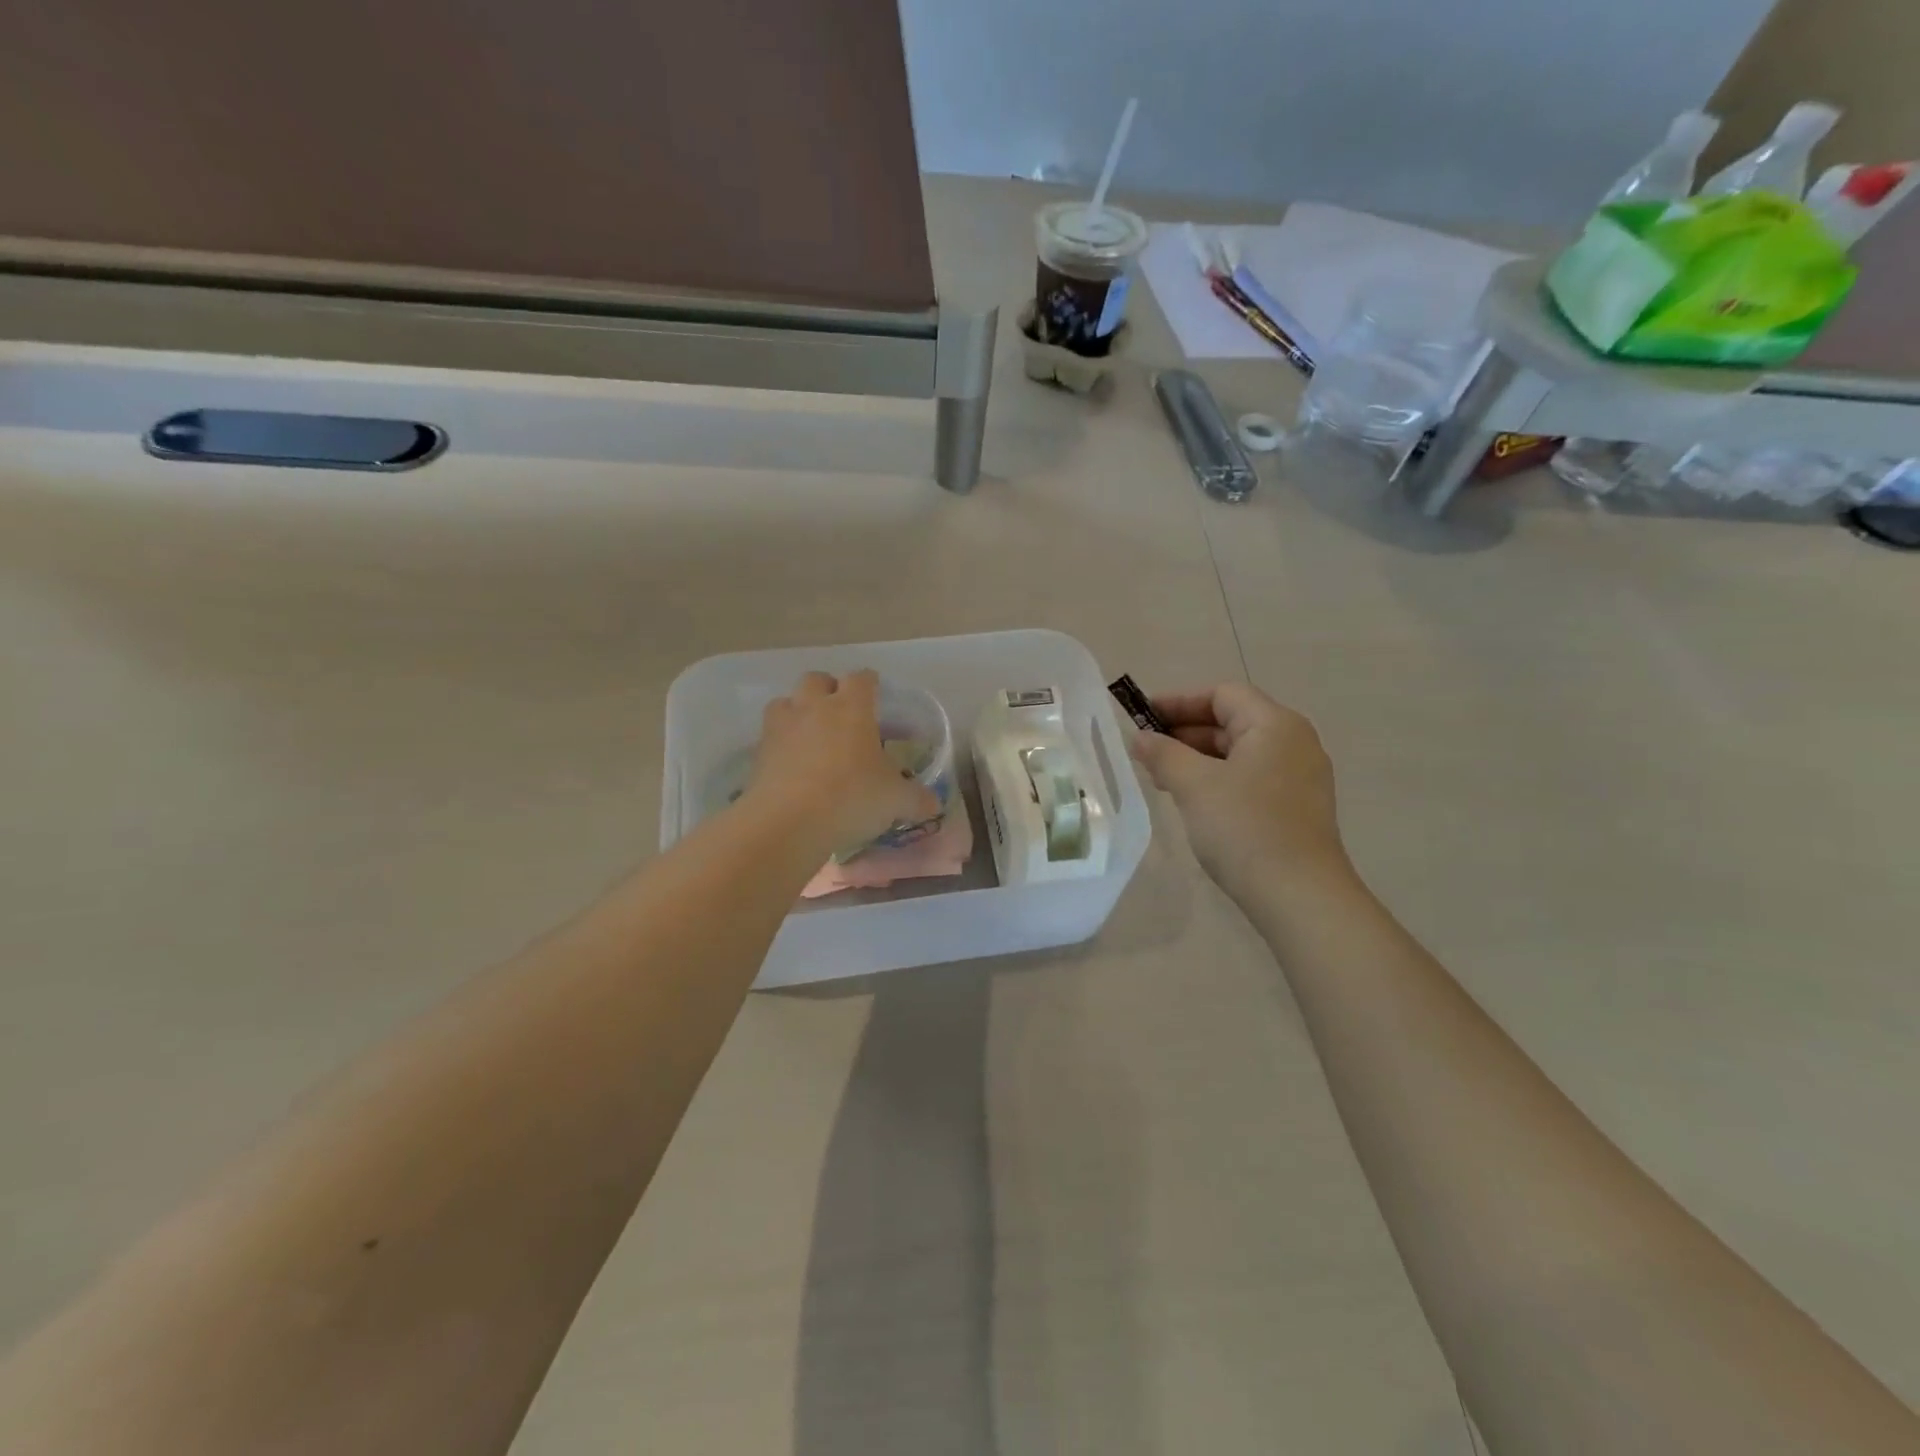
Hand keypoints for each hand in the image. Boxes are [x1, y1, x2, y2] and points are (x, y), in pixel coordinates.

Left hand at [747, 671, 938, 851]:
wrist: (788, 822)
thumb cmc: (851, 797)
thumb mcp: (895, 801)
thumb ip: (916, 798)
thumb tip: (933, 803)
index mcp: (852, 708)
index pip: (862, 678)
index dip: (870, 683)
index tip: (877, 693)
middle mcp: (814, 707)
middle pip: (817, 679)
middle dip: (828, 689)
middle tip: (841, 712)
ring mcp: (782, 727)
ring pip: (786, 702)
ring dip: (798, 711)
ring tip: (810, 735)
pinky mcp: (758, 753)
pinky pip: (769, 736)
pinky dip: (781, 744)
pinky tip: (792, 765)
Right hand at [1129, 684, 1347, 897]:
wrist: (1299, 896)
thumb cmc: (1244, 828)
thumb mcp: (1194, 785)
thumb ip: (1163, 754)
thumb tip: (1140, 737)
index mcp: (1275, 725)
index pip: (1222, 694)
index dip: (1178, 701)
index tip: (1141, 717)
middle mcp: (1294, 743)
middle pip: (1232, 721)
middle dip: (1184, 732)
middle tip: (1145, 751)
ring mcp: (1299, 777)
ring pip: (1239, 753)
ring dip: (1198, 758)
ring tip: (1161, 778)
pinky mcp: (1296, 808)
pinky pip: (1250, 778)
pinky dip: (1218, 780)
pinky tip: (1192, 801)